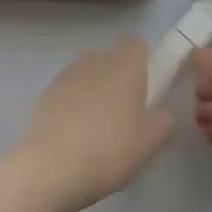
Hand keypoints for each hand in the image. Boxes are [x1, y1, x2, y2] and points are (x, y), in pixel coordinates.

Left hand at [10, 38, 174, 211]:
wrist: (51, 167)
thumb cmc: (110, 150)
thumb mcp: (151, 142)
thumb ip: (165, 119)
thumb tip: (162, 110)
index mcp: (125, 63)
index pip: (137, 45)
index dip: (144, 64)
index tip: (146, 93)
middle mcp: (96, 58)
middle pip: (113, 61)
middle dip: (120, 82)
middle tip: (126, 121)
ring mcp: (68, 73)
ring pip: (90, 77)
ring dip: (96, 95)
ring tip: (98, 135)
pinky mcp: (46, 91)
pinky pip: (69, 93)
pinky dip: (74, 108)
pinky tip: (74, 140)